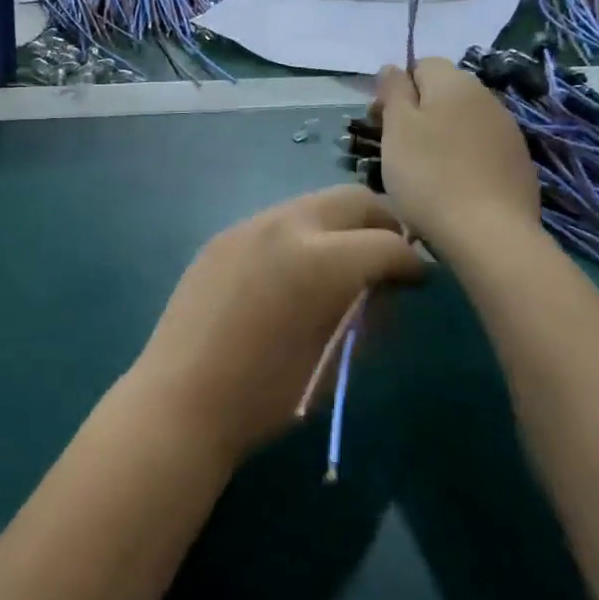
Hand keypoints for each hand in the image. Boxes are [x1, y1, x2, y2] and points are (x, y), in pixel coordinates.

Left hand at [128, 187, 424, 464]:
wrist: (181, 401)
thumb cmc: (267, 396)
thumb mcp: (336, 358)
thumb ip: (366, 312)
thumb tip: (383, 289)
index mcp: (321, 259)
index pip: (388, 244)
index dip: (412, 264)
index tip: (418, 282)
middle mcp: (286, 226)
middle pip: (353, 199)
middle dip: (381, 224)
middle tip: (387, 260)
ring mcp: (248, 226)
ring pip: (312, 204)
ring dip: (338, 226)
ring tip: (340, 265)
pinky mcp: (222, 237)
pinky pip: (275, 221)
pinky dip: (300, 236)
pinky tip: (292, 272)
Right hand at [373, 59, 540, 252]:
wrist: (487, 233)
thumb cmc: (428, 175)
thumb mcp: (397, 128)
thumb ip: (393, 91)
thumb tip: (392, 66)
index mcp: (454, 82)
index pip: (421, 65)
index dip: (396, 88)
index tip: (379, 121)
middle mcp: (486, 98)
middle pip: (443, 93)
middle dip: (417, 113)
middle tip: (394, 149)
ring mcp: (507, 131)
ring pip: (462, 122)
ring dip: (439, 137)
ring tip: (420, 172)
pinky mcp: (518, 163)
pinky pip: (480, 149)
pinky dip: (461, 159)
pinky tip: (450, 187)